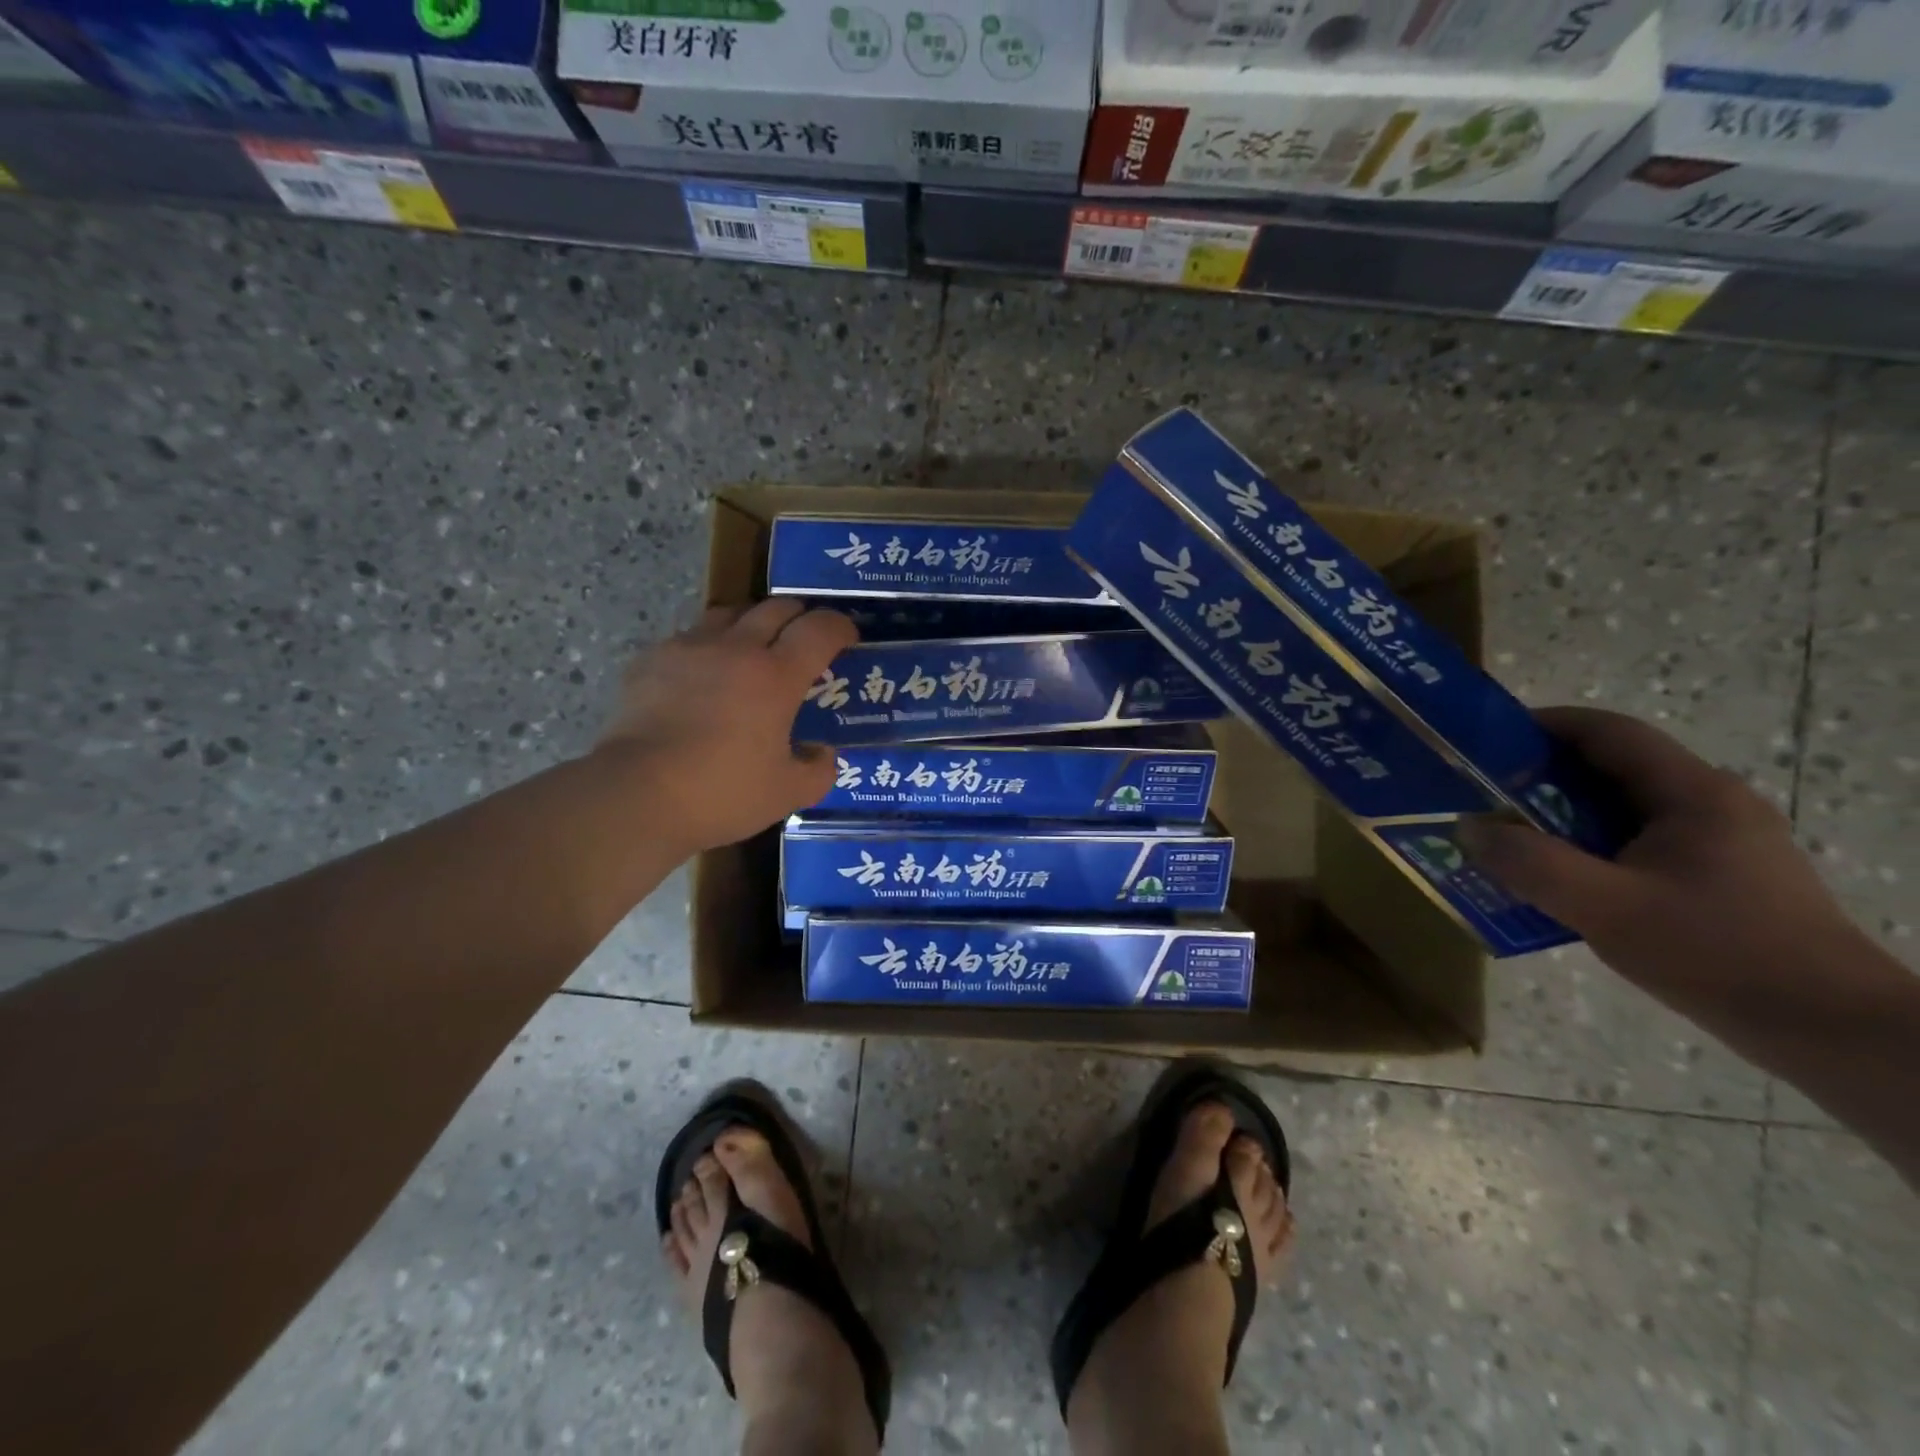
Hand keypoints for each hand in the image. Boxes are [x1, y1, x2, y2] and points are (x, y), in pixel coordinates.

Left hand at [595, 600, 857, 854]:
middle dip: (800, 616)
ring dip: (752, 622)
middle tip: (805, 638)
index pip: (820, 630)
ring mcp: (689, 648)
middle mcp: (736, 648)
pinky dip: (708, 646)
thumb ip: (818, 770)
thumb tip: (822, 752)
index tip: (848, 638)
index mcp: (776, 676)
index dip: (840, 627)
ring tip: (753, 646)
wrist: (637, 794)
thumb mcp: (788, 794)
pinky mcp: (652, 660)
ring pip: (730, 613)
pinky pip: (690, 637)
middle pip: (776, 608)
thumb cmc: (722, 793)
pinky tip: (704, 675)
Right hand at [1459, 708, 1860, 1003]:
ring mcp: (1720, 844)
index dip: (1543, 726)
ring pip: (1622, 812)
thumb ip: (1529, 864)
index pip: (1608, 732)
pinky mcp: (1719, 879)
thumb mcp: (1605, 907)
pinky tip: (1558, 883)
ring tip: (1507, 842)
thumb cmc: (1717, 953)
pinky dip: (1588, 850)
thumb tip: (1468, 828)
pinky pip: (1636, 846)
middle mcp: (1710, 805)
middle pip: (1611, 770)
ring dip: (1560, 819)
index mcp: (1692, 794)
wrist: (1831, 1031)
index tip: (1485, 742)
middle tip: (1481, 798)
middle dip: (1540, 778)